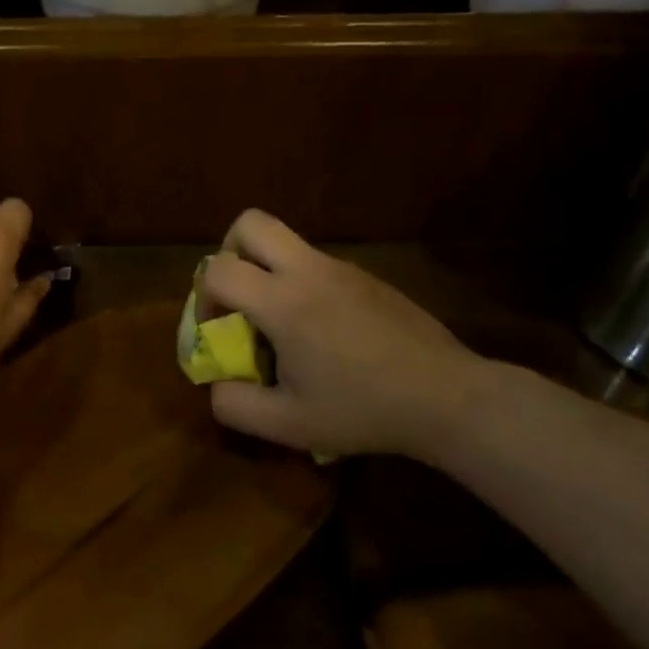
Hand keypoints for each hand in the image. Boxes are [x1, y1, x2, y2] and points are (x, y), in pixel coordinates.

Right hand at [201, 210, 493, 458]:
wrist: (446, 397)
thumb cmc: (363, 410)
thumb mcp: (289, 424)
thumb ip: (235, 405)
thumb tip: (216, 384)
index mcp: (283, 302)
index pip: (218, 270)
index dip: (203, 297)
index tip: (216, 329)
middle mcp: (309, 270)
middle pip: (250, 223)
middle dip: (229, 252)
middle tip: (238, 295)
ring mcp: (342, 268)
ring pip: (286, 241)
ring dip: (268, 269)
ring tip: (283, 324)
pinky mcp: (367, 277)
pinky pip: (317, 264)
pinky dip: (302, 284)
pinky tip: (325, 333)